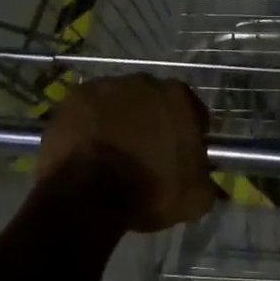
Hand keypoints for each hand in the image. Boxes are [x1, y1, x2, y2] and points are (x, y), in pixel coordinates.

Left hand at [36, 75, 217, 232]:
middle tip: (145, 152)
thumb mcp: (194, 199)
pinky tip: (87, 148)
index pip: (191, 111)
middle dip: (152, 121)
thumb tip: (207, 182)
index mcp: (178, 97)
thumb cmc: (149, 191)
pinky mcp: (73, 98)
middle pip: (153, 101)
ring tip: (112, 151)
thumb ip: (205, 181)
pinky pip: (88, 110)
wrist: (88, 195)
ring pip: (118, 102)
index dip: (188, 133)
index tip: (180, 154)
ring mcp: (104, 86)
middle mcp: (143, 82)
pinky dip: (90, 124)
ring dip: (119, 119)